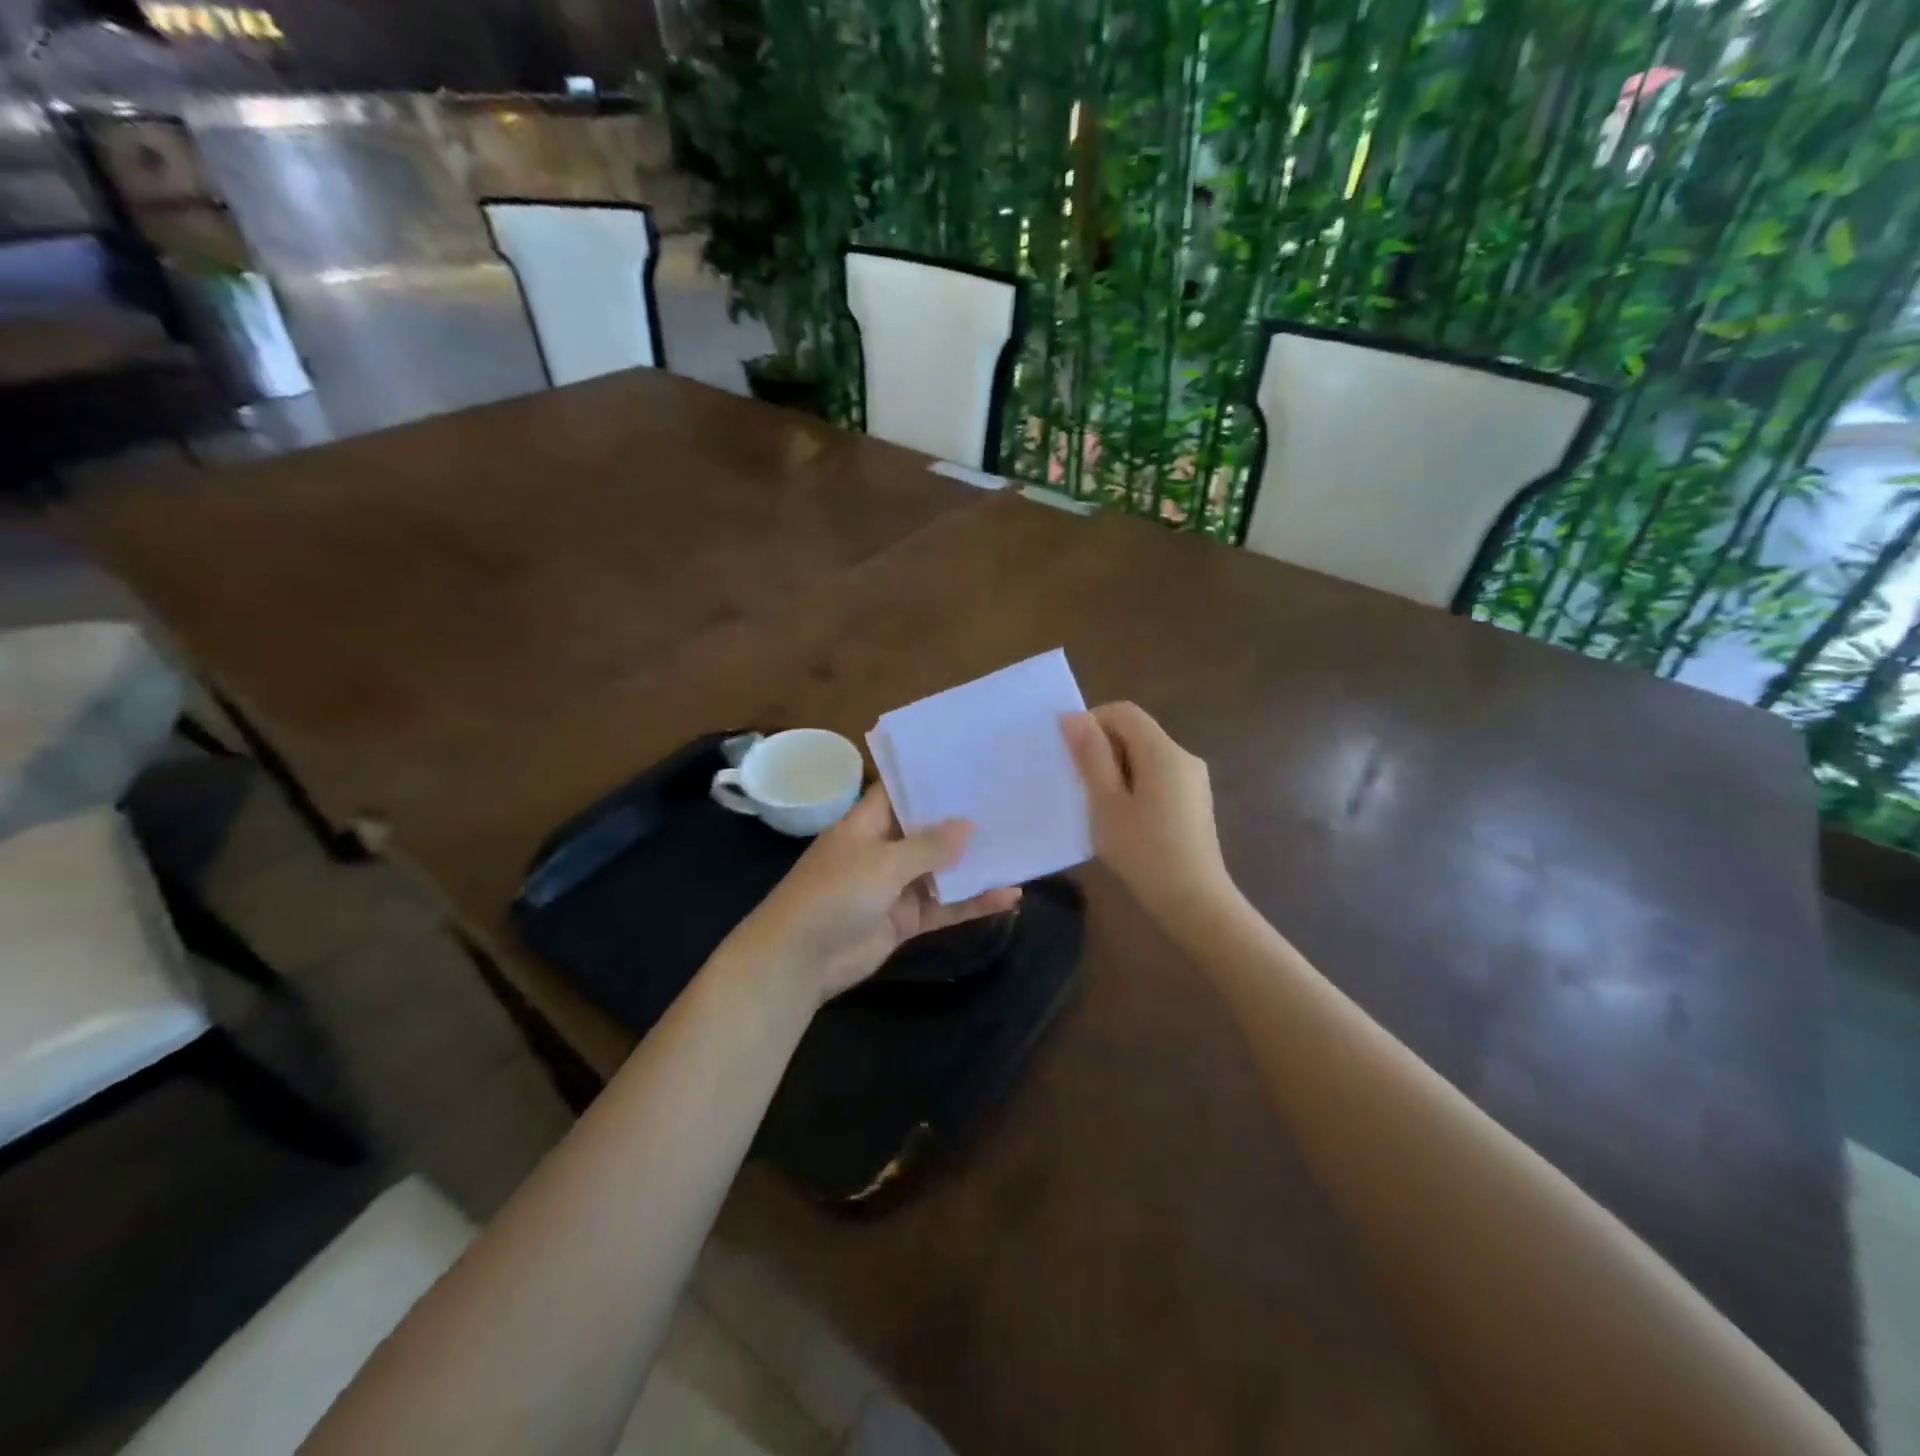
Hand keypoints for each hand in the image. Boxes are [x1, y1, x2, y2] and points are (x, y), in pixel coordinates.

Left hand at [725, 785, 1021, 1003]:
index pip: (900, 792)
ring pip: (941, 870)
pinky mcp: (906, 919)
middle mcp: (882, 849)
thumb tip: (968, 826)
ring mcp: (895, 886)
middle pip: (927, 830)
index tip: (970, 766)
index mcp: (866, 824)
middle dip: (962, 821)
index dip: (930, 780)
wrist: (800, 961)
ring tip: (1019, 846)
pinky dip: (972, 902)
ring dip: (974, 863)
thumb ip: (927, 846)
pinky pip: (944, 906)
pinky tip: (1008, 896)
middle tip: (1007, 802)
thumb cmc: (834, 894)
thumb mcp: (882, 863)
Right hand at [1061, 702, 1235, 930]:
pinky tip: (1123, 819)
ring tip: (1097, 805)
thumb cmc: (1143, 851)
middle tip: (1079, 784)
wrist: (1194, 901)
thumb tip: (1072, 716)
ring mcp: (1193, 780)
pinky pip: (1158, 777)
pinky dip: (1134, 785)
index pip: (1123, 711)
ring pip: (1146, 756)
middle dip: (1103, 749)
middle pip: (1136, 732)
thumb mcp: (1106, 803)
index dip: (1092, 722)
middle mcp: (1183, 756)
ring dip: (1116, 769)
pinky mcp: (1194, 802)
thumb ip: (1090, 756)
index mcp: (1163, 751)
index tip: (1070, 755)